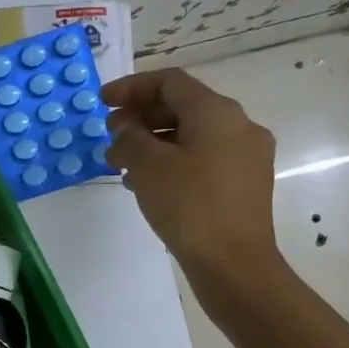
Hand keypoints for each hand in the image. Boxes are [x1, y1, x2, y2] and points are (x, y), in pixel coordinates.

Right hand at [102, 69, 279, 284]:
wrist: (234, 265)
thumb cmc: (189, 207)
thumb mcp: (148, 167)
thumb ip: (130, 137)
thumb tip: (125, 126)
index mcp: (217, 112)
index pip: (170, 82)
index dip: (132, 87)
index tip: (102, 102)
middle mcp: (239, 126)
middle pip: (184, 107)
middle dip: (142, 117)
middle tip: (110, 135)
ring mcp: (247, 156)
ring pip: (193, 135)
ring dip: (154, 143)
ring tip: (121, 165)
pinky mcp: (245, 185)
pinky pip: (204, 159)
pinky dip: (174, 162)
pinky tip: (148, 185)